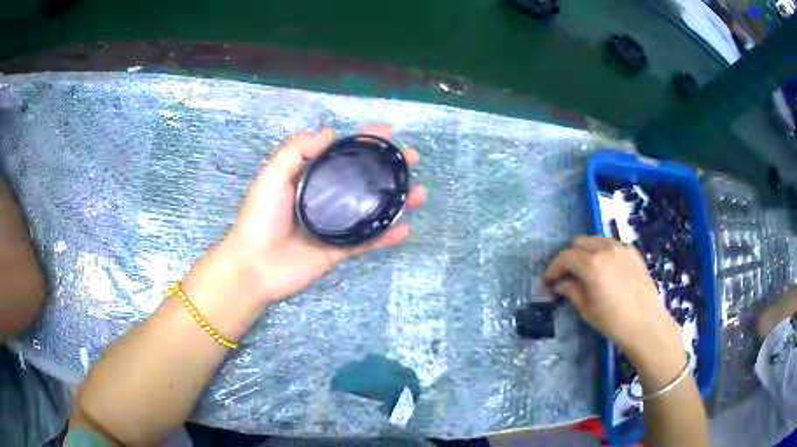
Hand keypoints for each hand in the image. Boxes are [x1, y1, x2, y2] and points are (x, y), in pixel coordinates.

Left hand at [187, 124, 424, 306]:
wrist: (255, 266)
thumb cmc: (260, 218)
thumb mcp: (272, 176)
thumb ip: (296, 150)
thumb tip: (330, 132)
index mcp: (310, 178)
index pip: (343, 155)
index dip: (365, 142)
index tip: (388, 133)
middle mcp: (326, 198)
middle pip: (363, 179)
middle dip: (389, 168)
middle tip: (412, 160)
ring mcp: (335, 226)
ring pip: (372, 209)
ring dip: (396, 201)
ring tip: (419, 193)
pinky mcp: (339, 251)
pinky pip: (367, 241)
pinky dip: (387, 236)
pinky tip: (405, 229)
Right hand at [544, 236, 682, 363]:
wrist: (645, 322)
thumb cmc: (612, 320)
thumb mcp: (586, 309)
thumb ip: (571, 290)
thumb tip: (560, 284)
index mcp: (591, 264)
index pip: (565, 257)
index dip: (554, 268)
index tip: (549, 280)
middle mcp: (605, 249)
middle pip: (579, 242)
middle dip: (570, 256)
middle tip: (568, 275)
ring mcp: (621, 248)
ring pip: (596, 240)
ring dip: (586, 252)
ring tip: (587, 271)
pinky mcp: (632, 252)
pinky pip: (611, 245)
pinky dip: (603, 253)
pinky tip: (606, 271)